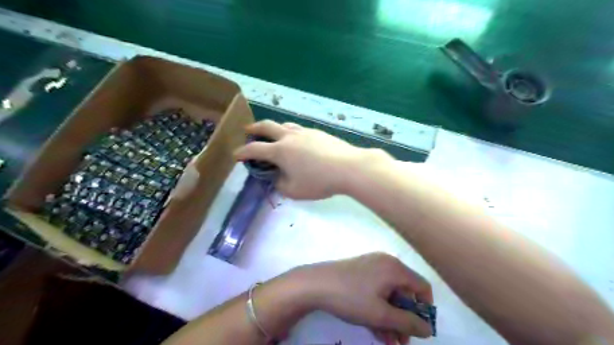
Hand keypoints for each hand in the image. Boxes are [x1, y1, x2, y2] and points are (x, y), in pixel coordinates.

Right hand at [236, 119, 387, 198]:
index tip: (236, 155)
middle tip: (248, 130)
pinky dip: (291, 133)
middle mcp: (289, 137)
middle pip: (267, 126)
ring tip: (273, 134)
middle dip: (254, 128)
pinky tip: (297, 141)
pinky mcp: (318, 132)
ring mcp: (305, 132)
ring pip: (285, 125)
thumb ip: (280, 184)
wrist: (348, 167)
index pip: (255, 149)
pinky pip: (299, 129)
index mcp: (280, 151)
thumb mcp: (294, 191)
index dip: (242, 152)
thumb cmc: (319, 181)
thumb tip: (277, 178)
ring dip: (274, 128)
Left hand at [291, 252, 429, 342]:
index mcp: (395, 268)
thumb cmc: (351, 298)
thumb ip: (407, 323)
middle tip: (400, 342)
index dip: (425, 309)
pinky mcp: (360, 272)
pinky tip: (376, 330)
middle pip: (405, 292)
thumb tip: (428, 330)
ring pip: (389, 295)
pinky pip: (376, 291)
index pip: (422, 287)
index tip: (419, 329)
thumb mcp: (381, 315)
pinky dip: (379, 309)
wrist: (315, 284)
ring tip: (388, 341)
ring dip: (391, 318)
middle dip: (404, 319)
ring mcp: (371, 266)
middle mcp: (386, 264)